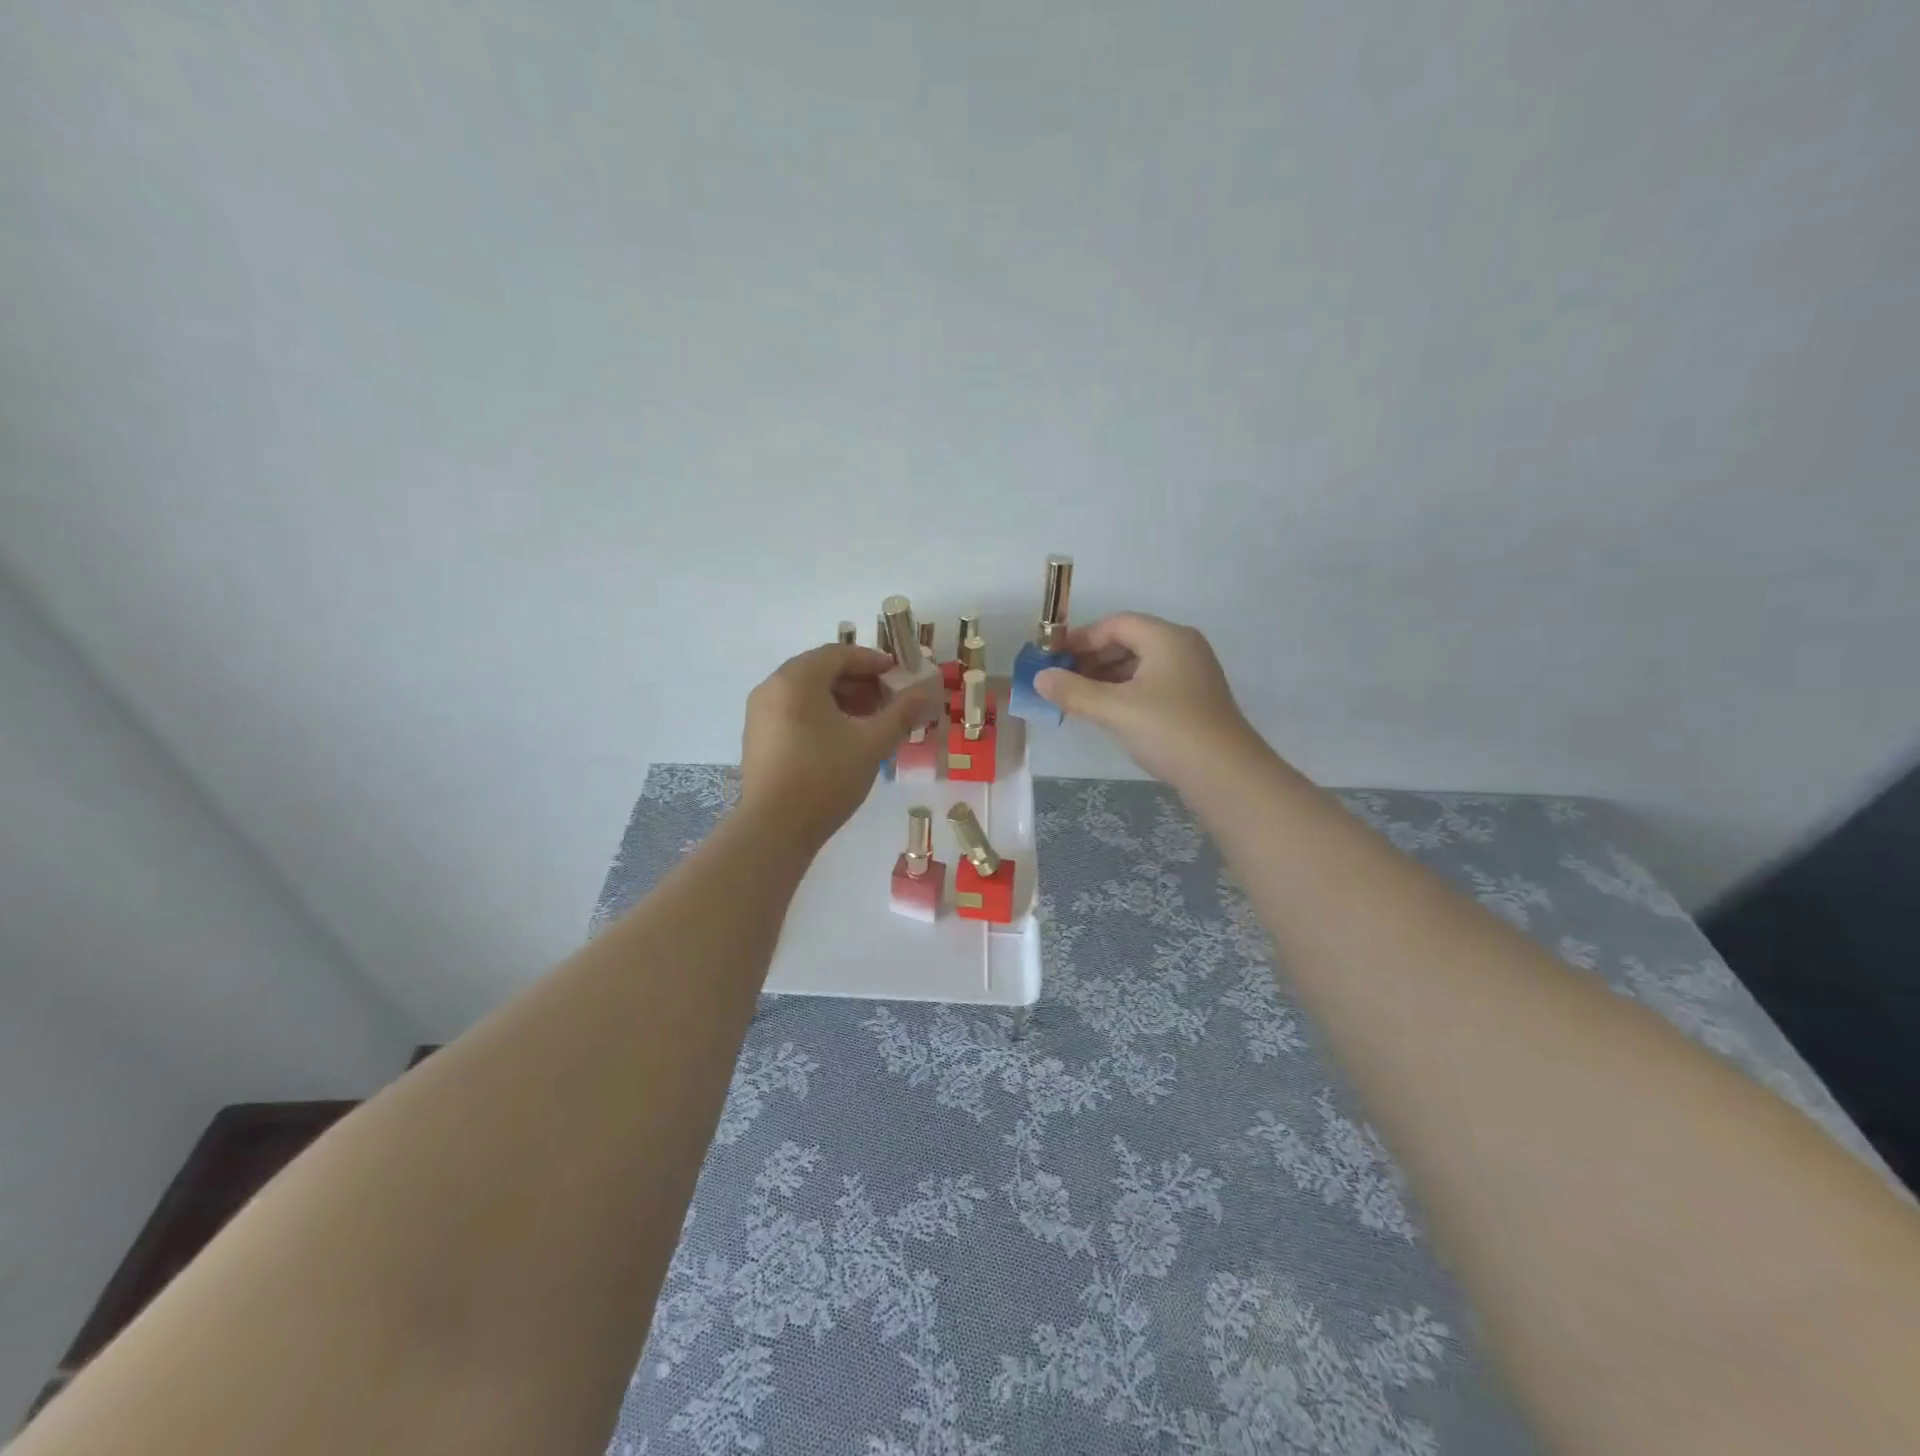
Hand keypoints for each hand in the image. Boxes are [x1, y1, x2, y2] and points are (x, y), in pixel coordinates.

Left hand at [738, 643, 937, 846]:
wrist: (773, 829)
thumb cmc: (825, 777)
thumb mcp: (871, 743)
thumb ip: (901, 713)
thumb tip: (929, 693)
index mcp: (796, 679)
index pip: (839, 653)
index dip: (873, 661)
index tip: (900, 676)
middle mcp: (772, 687)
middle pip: (821, 671)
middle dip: (859, 682)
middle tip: (889, 701)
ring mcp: (760, 714)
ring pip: (807, 693)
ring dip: (842, 700)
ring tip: (871, 722)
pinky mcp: (757, 738)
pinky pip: (793, 712)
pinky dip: (821, 715)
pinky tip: (843, 740)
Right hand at [1035, 613, 1263, 785]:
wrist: (1226, 775)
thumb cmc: (1169, 731)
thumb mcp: (1115, 710)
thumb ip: (1073, 691)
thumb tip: (1039, 678)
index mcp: (1167, 638)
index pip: (1116, 624)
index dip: (1081, 638)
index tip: (1052, 658)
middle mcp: (1182, 648)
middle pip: (1128, 641)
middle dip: (1091, 659)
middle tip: (1061, 681)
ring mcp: (1191, 674)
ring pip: (1139, 665)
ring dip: (1106, 677)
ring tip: (1077, 699)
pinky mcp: (1193, 700)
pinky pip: (1151, 684)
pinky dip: (1124, 692)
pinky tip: (1107, 713)